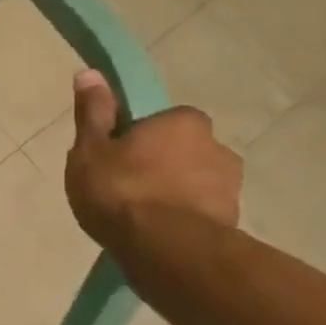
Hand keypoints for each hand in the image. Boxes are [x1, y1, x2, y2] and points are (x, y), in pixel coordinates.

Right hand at [65, 69, 242, 256]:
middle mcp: (217, 147)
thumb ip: (93, 112)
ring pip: (195, 183)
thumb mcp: (91, 148)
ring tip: (140, 218)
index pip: (163, 121)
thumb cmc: (122, 190)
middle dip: (162, 165)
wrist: (166, 251)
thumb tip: (91, 73)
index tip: (117, 156)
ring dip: (175, 194)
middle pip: (183, 151)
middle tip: (126, 187)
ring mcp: (231, 188)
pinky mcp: (234, 224)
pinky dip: (184, 220)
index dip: (139, 137)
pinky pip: (202, 214)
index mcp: (184, 121)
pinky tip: (158, 237)